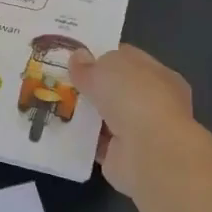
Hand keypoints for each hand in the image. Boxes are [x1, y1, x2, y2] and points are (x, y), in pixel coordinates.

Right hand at [69, 45, 197, 196]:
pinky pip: (96, 141)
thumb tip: (78, 57)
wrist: (148, 151)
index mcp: (158, 74)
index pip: (128, 59)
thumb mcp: (106, 69)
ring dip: (83, 113)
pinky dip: (80, 138)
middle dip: (89, 87)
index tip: (75, 57)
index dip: (102, 56)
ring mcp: (139, 130)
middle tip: (58, 81)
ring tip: (53, 104)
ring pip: (104, 116)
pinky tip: (59, 129)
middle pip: (115, 89)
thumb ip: (89, 65)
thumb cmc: (134, 97)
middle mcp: (153, 102)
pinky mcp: (123, 155)